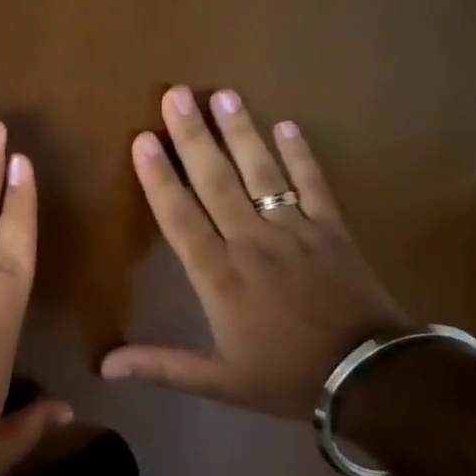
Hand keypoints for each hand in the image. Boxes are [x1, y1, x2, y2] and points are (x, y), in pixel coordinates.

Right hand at [101, 86, 411, 418]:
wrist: (370, 377)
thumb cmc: (286, 375)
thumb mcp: (218, 381)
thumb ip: (161, 367)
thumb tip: (105, 366)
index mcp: (219, 276)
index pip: (180, 217)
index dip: (159, 177)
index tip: (143, 139)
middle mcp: (251, 242)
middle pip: (217, 181)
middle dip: (194, 136)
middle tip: (177, 94)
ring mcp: (295, 230)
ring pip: (262, 173)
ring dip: (242, 133)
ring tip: (224, 95)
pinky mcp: (331, 229)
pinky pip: (312, 184)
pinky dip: (301, 154)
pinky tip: (287, 125)